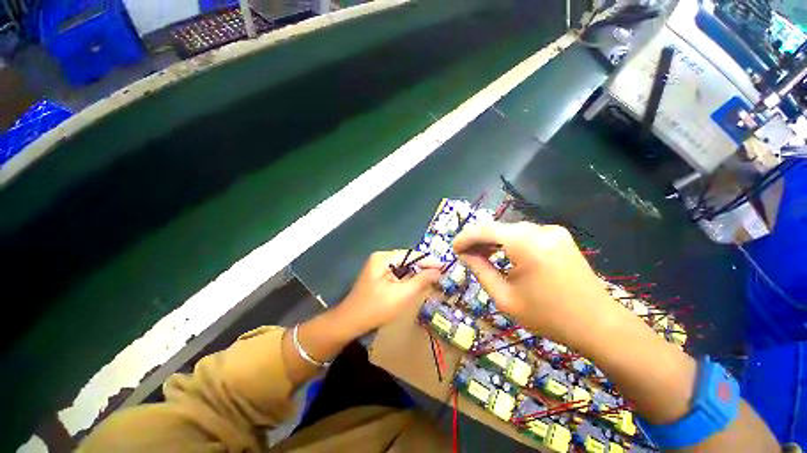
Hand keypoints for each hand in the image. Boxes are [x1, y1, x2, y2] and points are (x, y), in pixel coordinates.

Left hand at [337, 250, 441, 334]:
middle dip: (423, 267)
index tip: (444, 266)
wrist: (349, 322)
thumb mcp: (401, 295)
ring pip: (403, 266)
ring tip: (433, 278)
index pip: (411, 254)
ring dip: (416, 273)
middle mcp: (381, 257)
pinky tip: (418, 283)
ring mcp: (378, 265)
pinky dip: (408, 278)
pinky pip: (398, 272)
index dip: (428, 261)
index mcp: (384, 258)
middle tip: (440, 274)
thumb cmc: (376, 308)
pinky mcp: (379, 274)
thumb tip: (438, 271)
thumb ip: (421, 281)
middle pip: (407, 259)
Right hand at [453, 221, 616, 348]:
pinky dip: (508, 242)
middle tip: (463, 253)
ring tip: (478, 254)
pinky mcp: (558, 236)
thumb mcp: (505, 297)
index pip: (485, 230)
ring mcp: (552, 231)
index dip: (465, 237)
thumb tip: (464, 253)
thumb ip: (480, 270)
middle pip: (497, 228)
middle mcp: (540, 230)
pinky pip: (524, 234)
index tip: (453, 248)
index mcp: (526, 244)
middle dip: (477, 239)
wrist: (598, 324)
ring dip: (492, 240)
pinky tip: (501, 253)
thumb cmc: (548, 316)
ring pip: (510, 230)